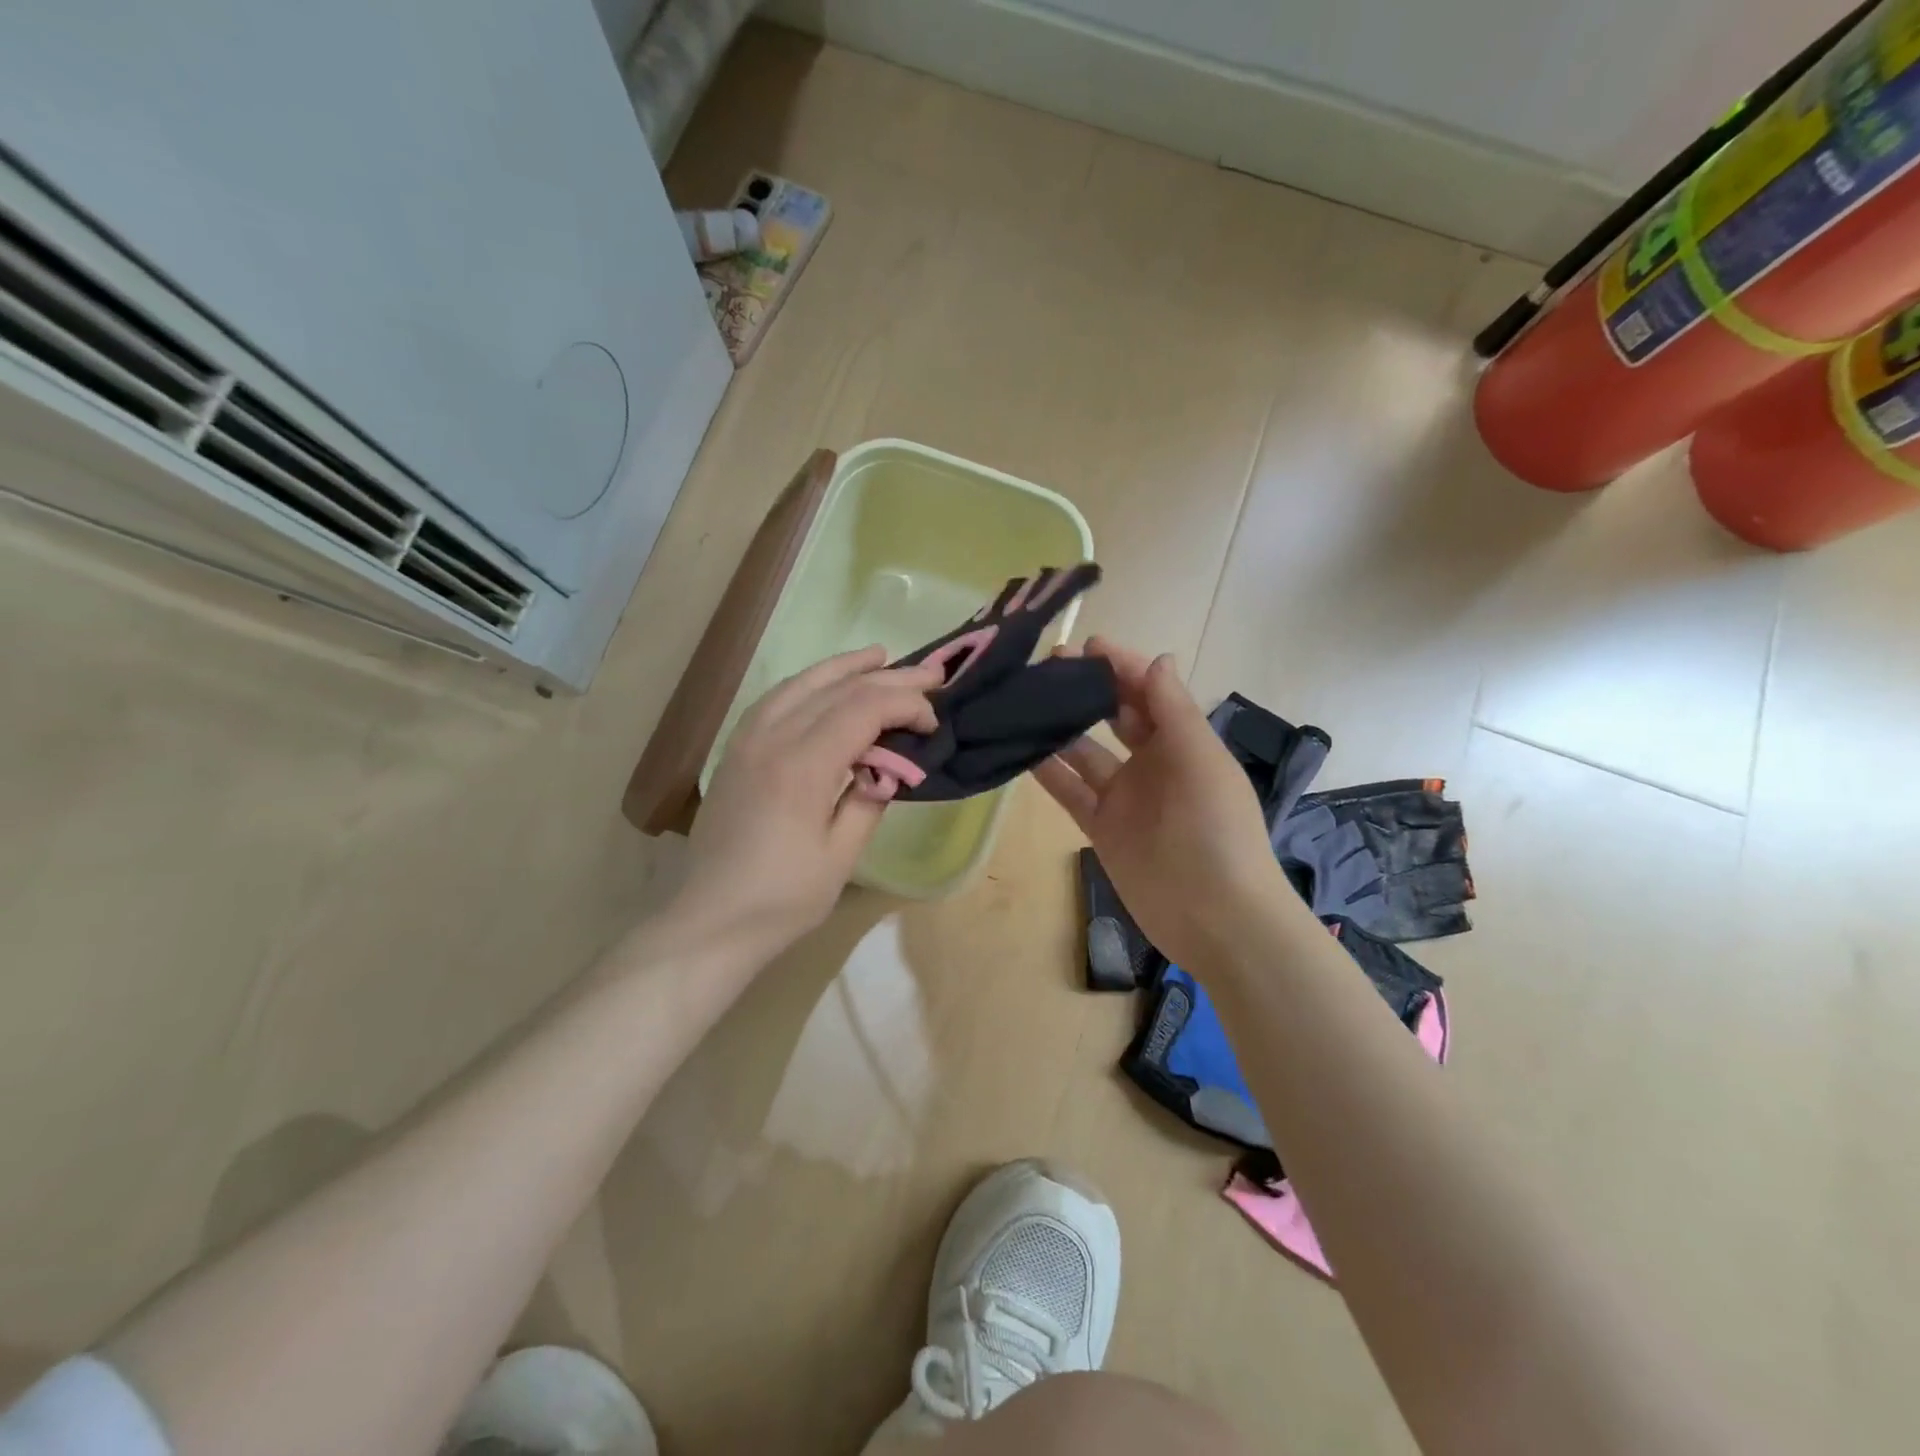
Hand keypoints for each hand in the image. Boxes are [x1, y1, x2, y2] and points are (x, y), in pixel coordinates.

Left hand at [677, 646, 941, 953]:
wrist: (711, 919)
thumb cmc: (783, 898)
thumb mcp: (840, 856)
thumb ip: (869, 800)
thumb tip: (889, 767)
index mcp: (802, 767)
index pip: (863, 710)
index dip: (904, 706)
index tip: (932, 725)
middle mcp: (772, 739)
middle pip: (837, 690)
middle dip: (888, 678)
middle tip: (930, 673)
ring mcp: (748, 740)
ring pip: (802, 684)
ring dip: (845, 668)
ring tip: (879, 656)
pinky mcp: (736, 750)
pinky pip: (777, 699)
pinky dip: (808, 684)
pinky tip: (824, 685)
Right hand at [1033, 638, 1289, 972]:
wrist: (1216, 917)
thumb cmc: (1216, 830)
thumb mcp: (1201, 761)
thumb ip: (1175, 710)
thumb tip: (1156, 658)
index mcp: (1183, 742)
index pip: (1148, 692)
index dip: (1120, 667)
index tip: (1086, 646)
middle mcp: (1152, 763)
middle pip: (1114, 717)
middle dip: (1087, 690)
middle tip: (1048, 667)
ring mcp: (1124, 797)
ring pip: (1085, 752)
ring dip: (1060, 727)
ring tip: (1024, 701)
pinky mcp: (1101, 827)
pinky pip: (1070, 791)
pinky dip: (1048, 772)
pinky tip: (1021, 749)